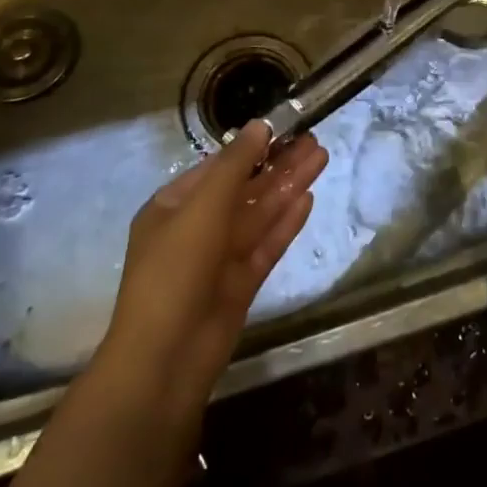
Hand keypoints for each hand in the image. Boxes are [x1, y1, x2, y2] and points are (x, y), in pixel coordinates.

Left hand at [94, 122, 327, 421]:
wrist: (165, 361)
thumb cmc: (175, 271)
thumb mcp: (202, 208)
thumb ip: (235, 165)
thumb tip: (259, 125)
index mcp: (173, 207)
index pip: (216, 167)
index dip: (250, 147)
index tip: (283, 127)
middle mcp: (196, 228)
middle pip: (244, 188)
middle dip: (277, 164)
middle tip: (313, 139)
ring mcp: (219, 258)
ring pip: (259, 214)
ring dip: (288, 186)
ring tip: (321, 157)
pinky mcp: (241, 284)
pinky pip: (266, 244)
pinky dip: (286, 222)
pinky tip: (309, 198)